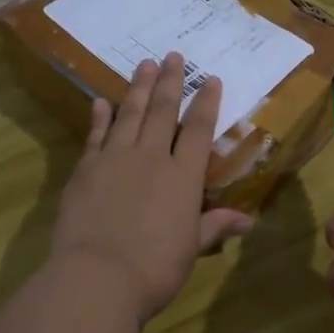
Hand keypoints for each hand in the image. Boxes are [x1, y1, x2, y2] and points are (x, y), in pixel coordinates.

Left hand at [52, 52, 253, 320]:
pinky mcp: (85, 170)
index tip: (210, 78)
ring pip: (129, 115)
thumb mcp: (191, 248)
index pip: (198, 130)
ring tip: (143, 64)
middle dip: (169, 82)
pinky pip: (96, 136)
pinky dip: (100, 117)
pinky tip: (101, 101)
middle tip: (172, 55)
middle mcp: (151, 158)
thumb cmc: (155, 267)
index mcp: (183, 177)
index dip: (206, 102)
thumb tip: (248, 221)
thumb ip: (214, 226)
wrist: (98, 277)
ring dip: (137, 88)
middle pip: (162, 112)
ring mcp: (114, 160)